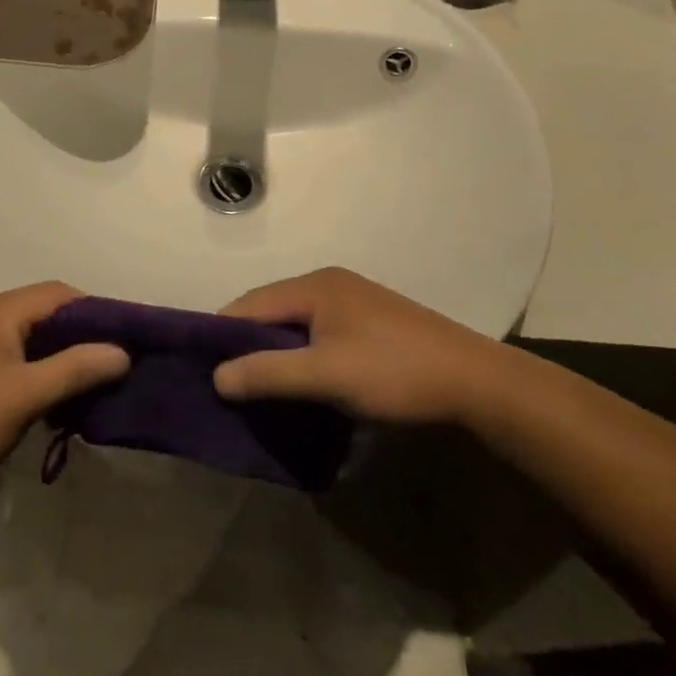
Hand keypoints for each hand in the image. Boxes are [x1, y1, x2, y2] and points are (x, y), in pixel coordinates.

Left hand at [0, 283, 127, 488]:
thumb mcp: (24, 396)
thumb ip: (74, 369)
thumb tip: (122, 352)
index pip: (60, 293)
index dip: (97, 310)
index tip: (125, 338)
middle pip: (45, 314)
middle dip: (80, 338)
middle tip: (111, 366)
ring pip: (28, 339)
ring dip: (58, 359)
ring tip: (85, 388)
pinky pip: (10, 358)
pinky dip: (35, 373)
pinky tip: (47, 404)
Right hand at [213, 267, 533, 424]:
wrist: (477, 383)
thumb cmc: (395, 372)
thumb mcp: (325, 375)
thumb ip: (268, 373)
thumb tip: (216, 377)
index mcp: (315, 286)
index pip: (249, 304)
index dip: (221, 334)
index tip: (199, 368)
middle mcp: (329, 286)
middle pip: (270, 313)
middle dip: (246, 347)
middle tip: (225, 385)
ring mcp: (352, 305)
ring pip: (294, 328)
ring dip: (274, 356)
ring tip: (255, 390)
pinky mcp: (369, 326)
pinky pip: (317, 337)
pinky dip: (300, 359)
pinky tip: (298, 384)